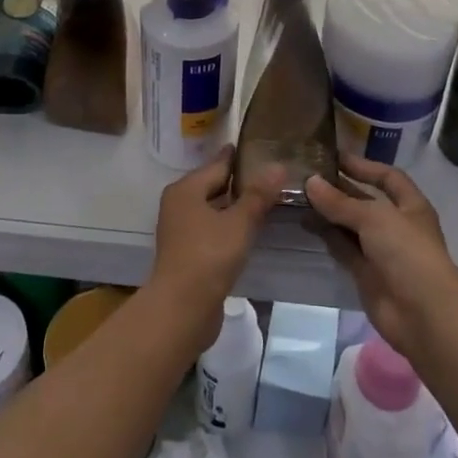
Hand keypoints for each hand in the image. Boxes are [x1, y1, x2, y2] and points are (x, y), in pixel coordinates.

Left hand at [149, 148, 283, 351]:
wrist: (181, 309)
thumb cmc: (209, 257)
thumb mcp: (239, 223)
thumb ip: (258, 195)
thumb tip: (278, 165)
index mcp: (186, 189)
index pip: (218, 164)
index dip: (240, 157)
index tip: (263, 148)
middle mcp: (178, 204)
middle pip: (213, 185)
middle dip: (240, 181)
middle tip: (271, 175)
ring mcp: (180, 229)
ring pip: (212, 208)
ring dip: (235, 206)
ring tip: (265, 201)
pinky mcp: (186, 252)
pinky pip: (211, 228)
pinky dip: (228, 225)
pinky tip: (248, 230)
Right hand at [305, 154, 457, 357]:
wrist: (423, 315)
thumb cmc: (406, 252)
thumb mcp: (374, 218)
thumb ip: (340, 201)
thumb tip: (310, 182)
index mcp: (410, 205)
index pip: (387, 177)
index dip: (363, 166)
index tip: (334, 157)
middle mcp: (396, 224)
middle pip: (364, 201)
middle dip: (339, 189)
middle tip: (306, 175)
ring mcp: (381, 250)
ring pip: (350, 225)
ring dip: (328, 212)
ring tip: (298, 197)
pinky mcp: (366, 273)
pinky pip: (343, 248)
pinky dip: (327, 236)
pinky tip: (306, 223)